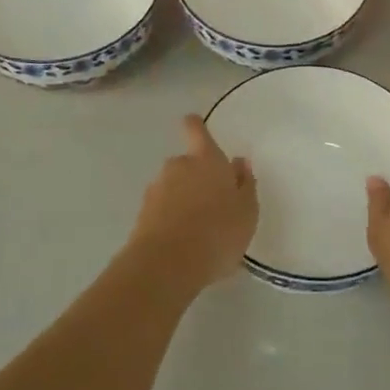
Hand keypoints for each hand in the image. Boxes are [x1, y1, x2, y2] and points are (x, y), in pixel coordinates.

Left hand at [129, 115, 258, 290]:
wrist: (168, 264)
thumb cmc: (218, 231)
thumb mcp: (247, 211)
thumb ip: (245, 184)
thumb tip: (239, 164)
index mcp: (206, 159)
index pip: (196, 130)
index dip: (195, 126)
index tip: (194, 125)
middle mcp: (178, 166)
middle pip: (186, 163)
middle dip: (195, 177)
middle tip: (212, 202)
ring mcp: (156, 189)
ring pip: (172, 187)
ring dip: (182, 199)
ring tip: (198, 229)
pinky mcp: (142, 214)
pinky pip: (161, 210)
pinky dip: (170, 219)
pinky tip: (183, 242)